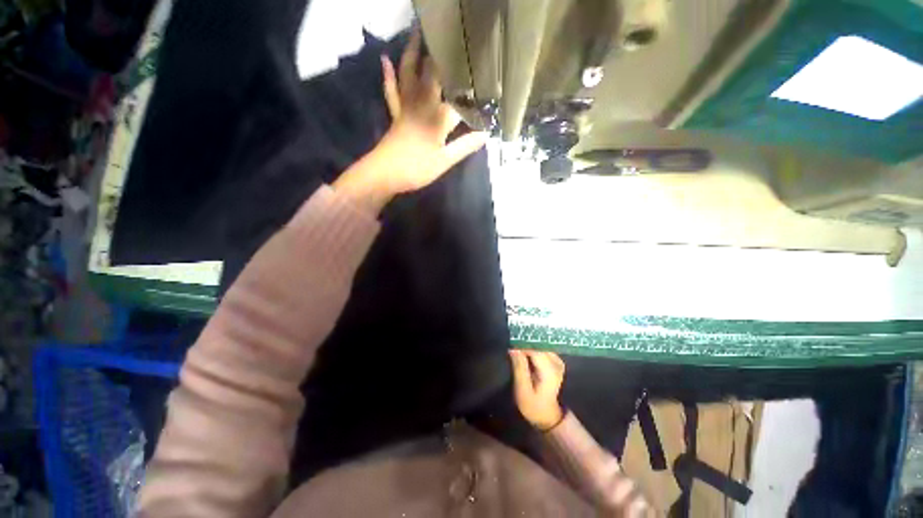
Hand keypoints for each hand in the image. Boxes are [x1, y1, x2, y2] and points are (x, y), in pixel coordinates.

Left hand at [332, 30, 487, 214]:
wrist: (385, 173)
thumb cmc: (417, 169)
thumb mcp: (445, 161)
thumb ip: (464, 146)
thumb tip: (485, 135)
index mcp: (437, 118)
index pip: (458, 99)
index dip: (471, 91)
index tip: (483, 81)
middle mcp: (422, 105)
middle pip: (432, 75)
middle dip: (443, 59)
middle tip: (450, 40)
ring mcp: (406, 107)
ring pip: (409, 75)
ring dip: (413, 54)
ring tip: (418, 33)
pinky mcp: (396, 114)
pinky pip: (392, 91)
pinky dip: (388, 76)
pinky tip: (386, 59)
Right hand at [510, 350, 565, 430]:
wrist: (547, 415)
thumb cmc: (532, 405)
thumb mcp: (522, 389)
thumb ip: (519, 367)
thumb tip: (513, 347)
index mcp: (550, 370)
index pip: (535, 349)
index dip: (521, 344)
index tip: (509, 344)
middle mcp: (556, 362)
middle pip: (538, 344)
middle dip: (524, 342)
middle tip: (511, 344)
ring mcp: (557, 360)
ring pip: (540, 344)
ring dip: (528, 344)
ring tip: (516, 346)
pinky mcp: (555, 360)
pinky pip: (542, 348)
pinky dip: (532, 347)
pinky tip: (524, 351)